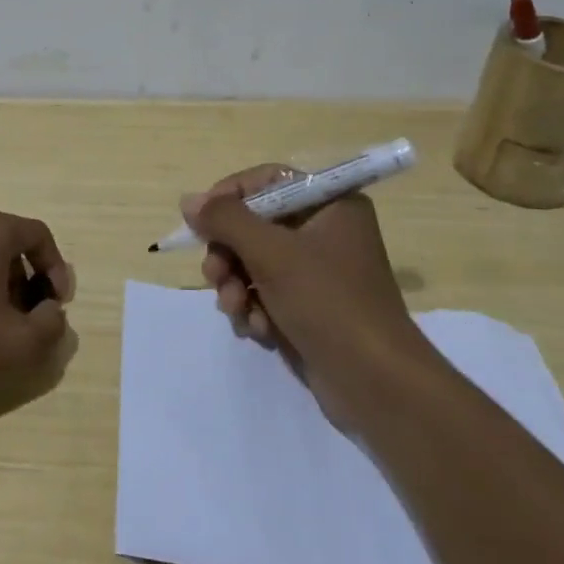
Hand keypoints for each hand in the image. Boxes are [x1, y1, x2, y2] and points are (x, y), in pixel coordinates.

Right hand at [184, 165, 426, 430]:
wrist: (374, 382)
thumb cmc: (327, 302)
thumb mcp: (271, 253)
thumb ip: (225, 220)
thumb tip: (189, 200)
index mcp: (330, 204)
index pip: (267, 181)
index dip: (229, 197)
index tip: (200, 221)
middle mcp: (325, 230)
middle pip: (255, 224)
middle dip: (229, 254)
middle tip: (216, 276)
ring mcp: (317, 271)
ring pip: (254, 262)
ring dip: (236, 286)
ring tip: (237, 311)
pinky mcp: (309, 306)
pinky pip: (266, 293)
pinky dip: (254, 308)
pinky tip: (258, 330)